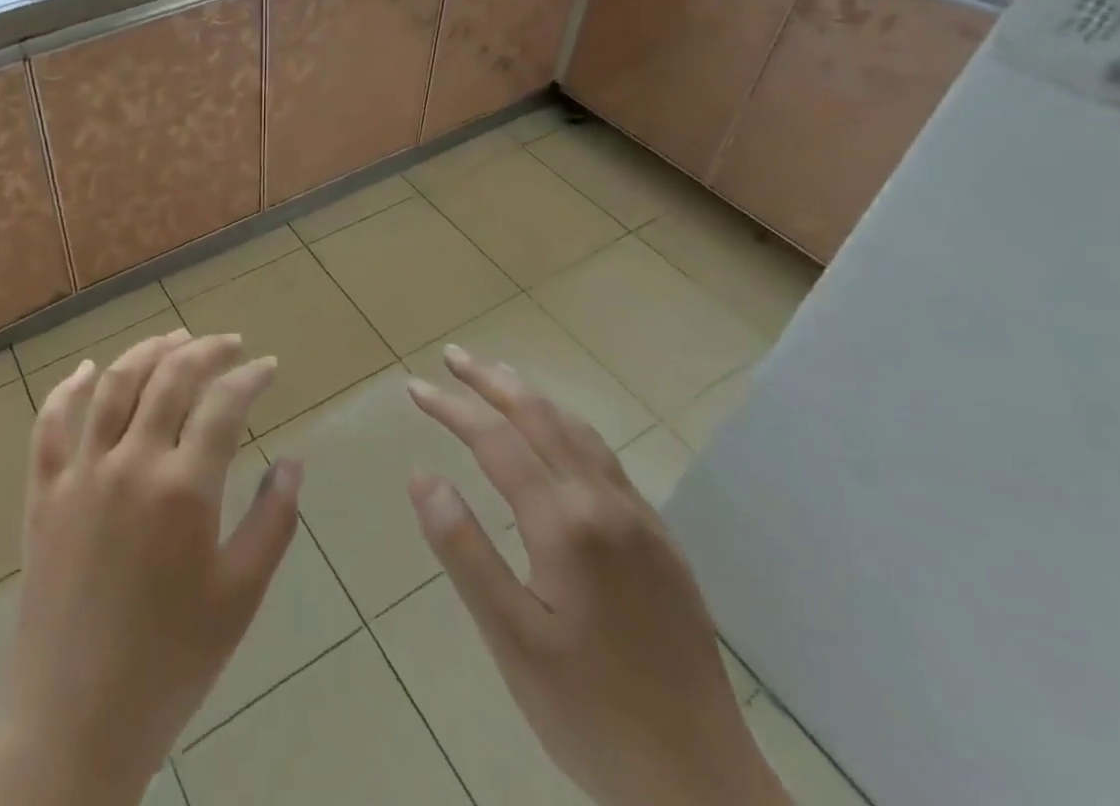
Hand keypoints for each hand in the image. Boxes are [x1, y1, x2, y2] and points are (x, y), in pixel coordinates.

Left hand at [0, 330, 301, 805]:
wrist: (77, 720)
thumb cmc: (172, 662)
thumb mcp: (240, 596)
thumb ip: (273, 520)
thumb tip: (293, 460)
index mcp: (184, 489)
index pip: (224, 404)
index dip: (250, 376)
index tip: (267, 366)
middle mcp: (130, 463)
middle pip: (170, 378)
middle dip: (205, 350)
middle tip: (229, 343)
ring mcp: (81, 473)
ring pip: (114, 385)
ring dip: (147, 352)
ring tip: (174, 338)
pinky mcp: (44, 492)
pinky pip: (50, 424)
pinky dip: (70, 389)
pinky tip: (88, 369)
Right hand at [408, 346, 790, 805]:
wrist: (705, 786)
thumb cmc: (591, 714)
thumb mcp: (510, 639)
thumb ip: (463, 549)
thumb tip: (422, 475)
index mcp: (565, 525)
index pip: (496, 441)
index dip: (451, 409)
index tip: (414, 388)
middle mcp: (605, 504)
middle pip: (541, 418)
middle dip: (492, 381)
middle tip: (452, 357)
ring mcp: (640, 520)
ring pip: (579, 432)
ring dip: (532, 397)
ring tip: (497, 376)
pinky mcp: (661, 542)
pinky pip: (606, 459)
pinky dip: (567, 427)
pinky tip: (557, 437)